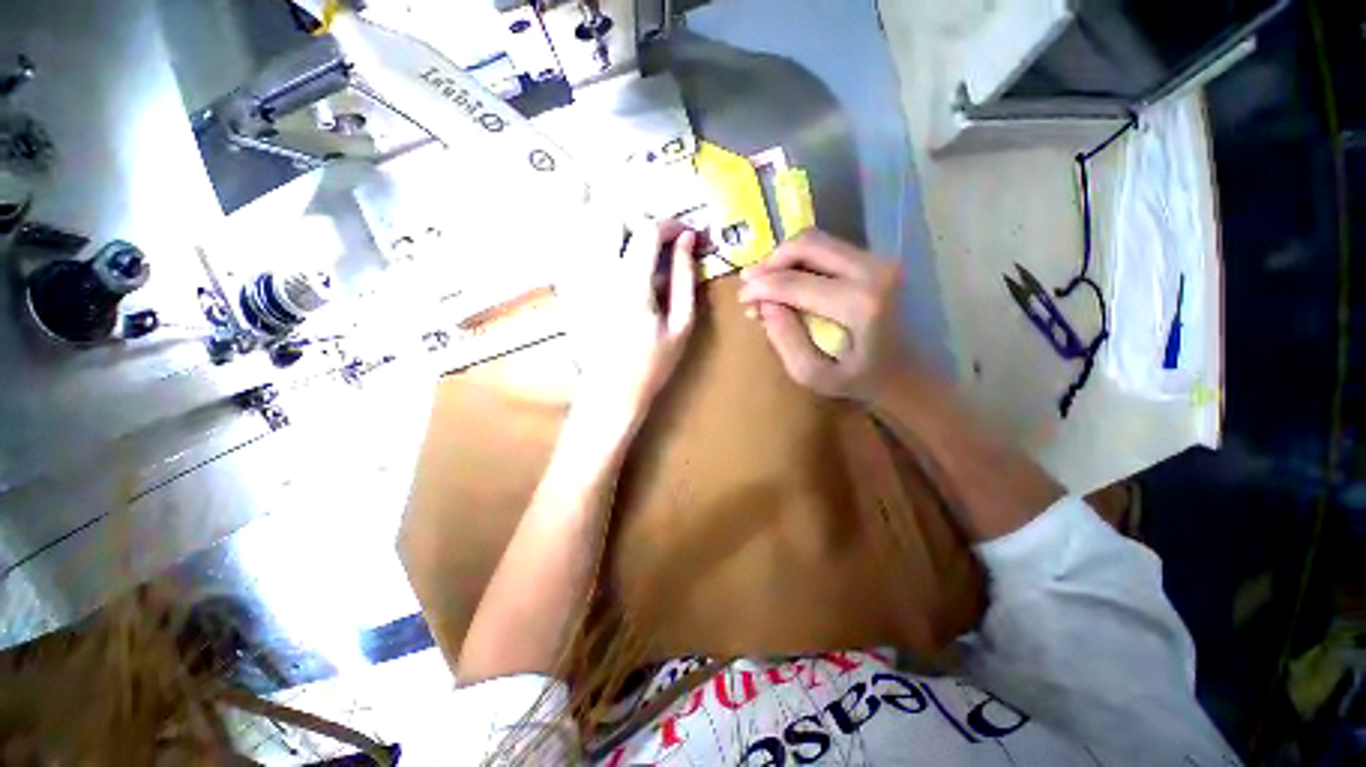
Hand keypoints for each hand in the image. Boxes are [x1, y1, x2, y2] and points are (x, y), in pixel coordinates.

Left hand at [562, 220, 696, 433]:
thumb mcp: (680, 326)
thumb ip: (685, 279)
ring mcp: (576, 281)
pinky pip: (567, 248)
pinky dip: (581, 236)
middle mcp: (598, 274)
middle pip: (609, 217)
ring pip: (581, 226)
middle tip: (653, 235)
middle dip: (635, 217)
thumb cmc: (651, 365)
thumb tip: (687, 240)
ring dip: (605, 218)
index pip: (647, 230)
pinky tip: (595, 244)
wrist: (609, 393)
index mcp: (631, 284)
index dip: (669, 224)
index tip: (684, 233)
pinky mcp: (565, 290)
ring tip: (627, 234)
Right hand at [738, 230, 912, 401]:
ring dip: (783, 259)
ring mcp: (878, 259)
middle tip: (749, 283)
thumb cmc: (860, 380)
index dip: (760, 287)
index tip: (741, 299)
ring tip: (765, 284)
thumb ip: (785, 340)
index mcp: (859, 304)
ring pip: (816, 241)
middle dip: (769, 262)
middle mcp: (873, 270)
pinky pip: (827, 248)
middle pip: (806, 244)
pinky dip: (800, 261)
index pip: (794, 282)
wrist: (908, 372)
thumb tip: (765, 305)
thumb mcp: (814, 375)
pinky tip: (788, 281)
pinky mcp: (876, 258)